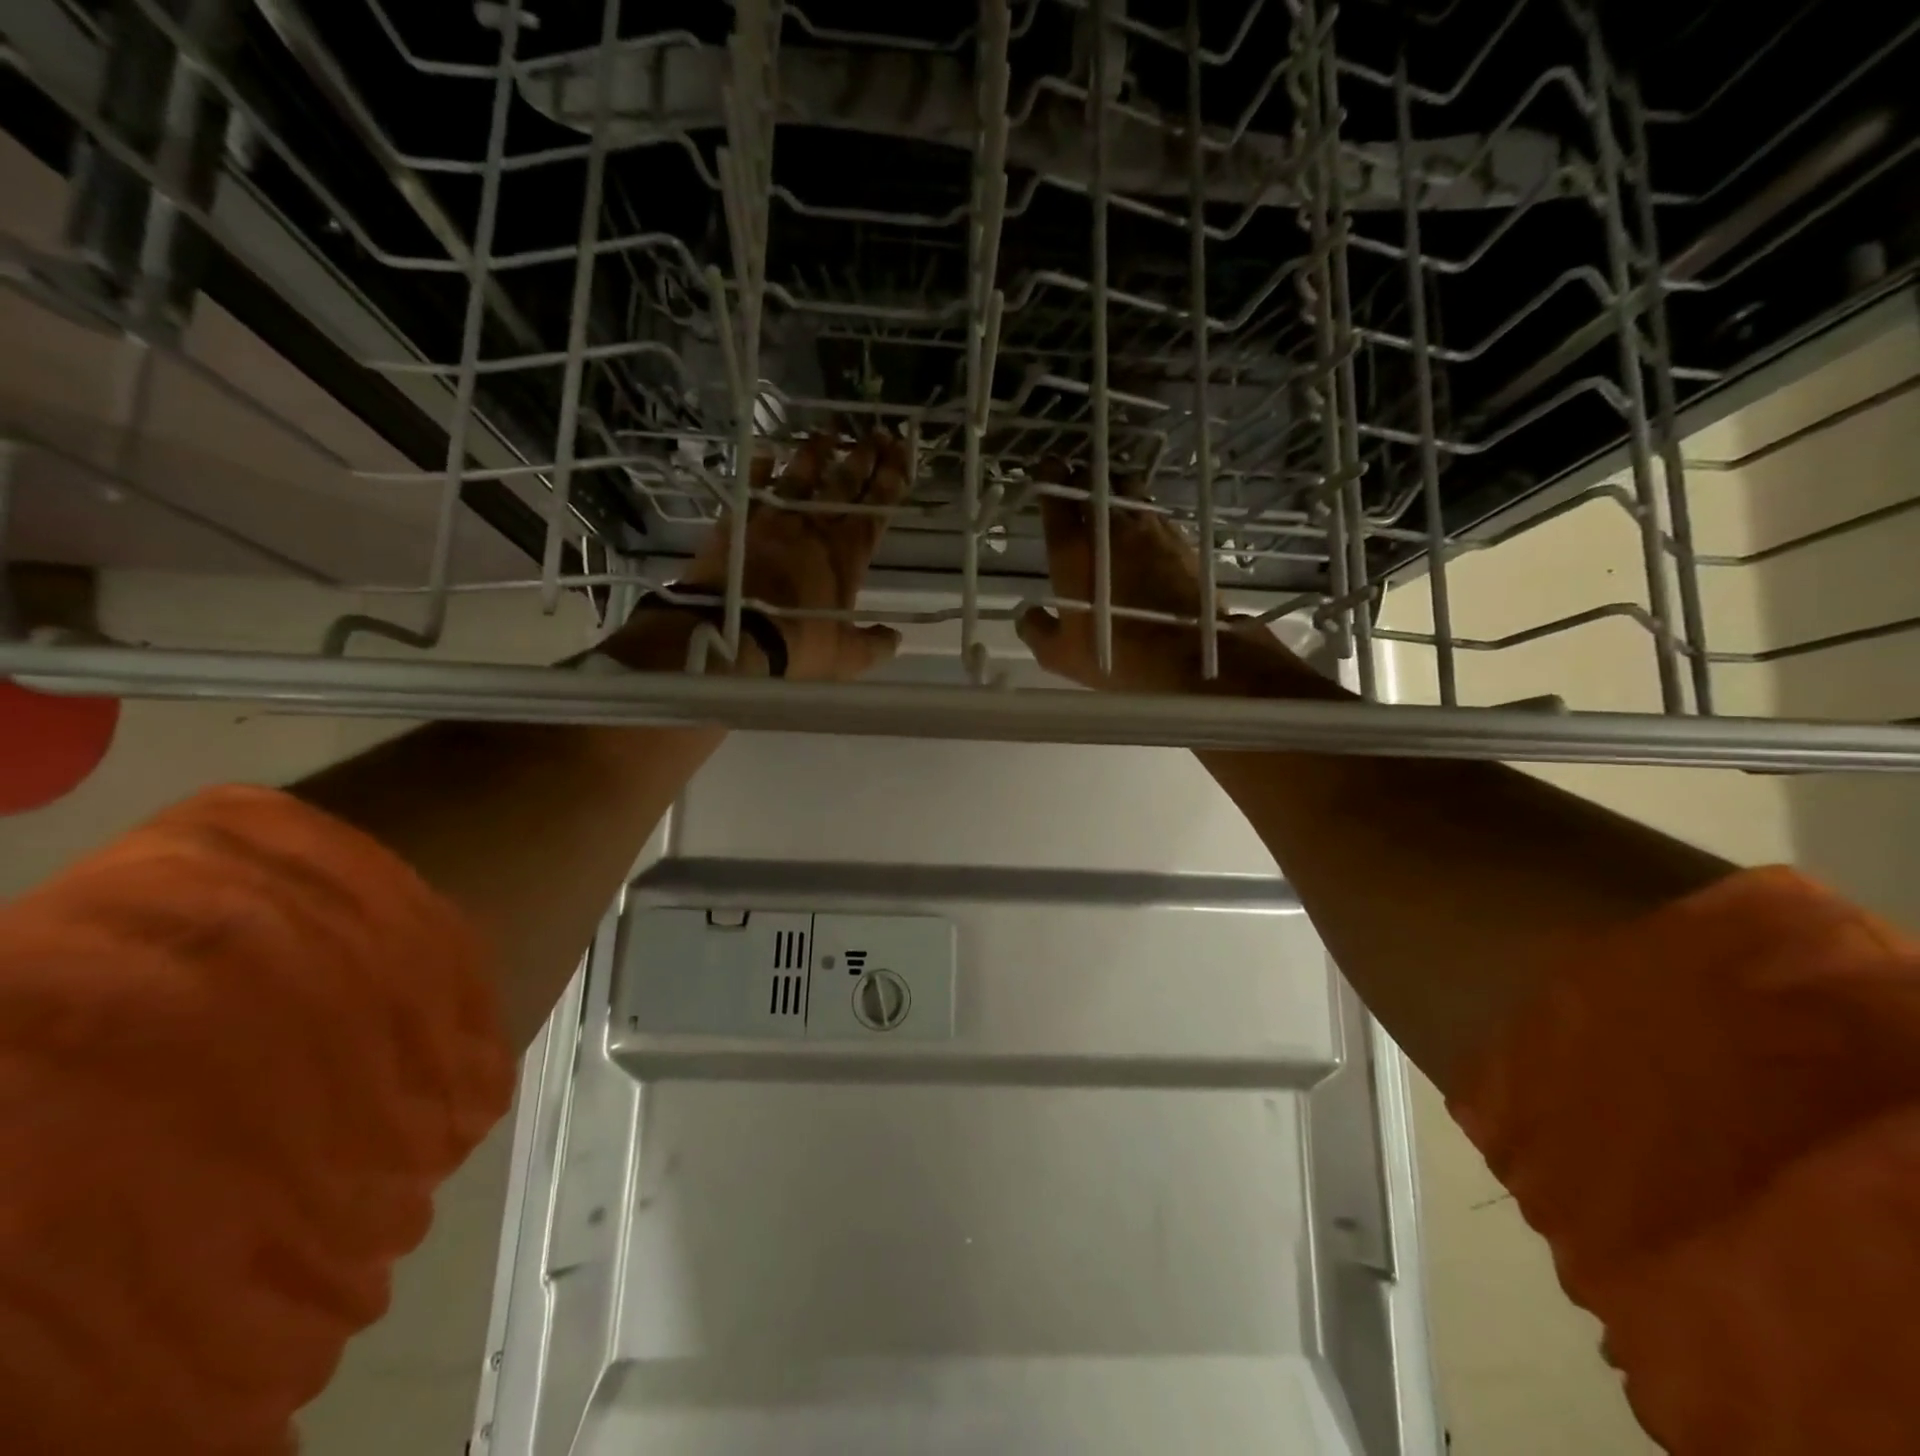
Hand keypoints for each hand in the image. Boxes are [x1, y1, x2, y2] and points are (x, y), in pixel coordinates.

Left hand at [607, 429, 908, 680]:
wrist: (730, 636)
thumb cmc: (796, 645)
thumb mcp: (845, 657)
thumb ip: (874, 645)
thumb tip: (896, 638)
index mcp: (847, 556)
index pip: (876, 510)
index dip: (891, 482)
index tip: (902, 455)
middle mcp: (814, 528)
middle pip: (844, 484)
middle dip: (865, 457)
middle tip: (879, 432)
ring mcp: (774, 520)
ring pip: (801, 476)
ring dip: (817, 452)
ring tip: (829, 433)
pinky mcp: (738, 522)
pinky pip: (753, 487)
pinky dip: (760, 468)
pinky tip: (767, 452)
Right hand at [1014, 459, 1330, 696]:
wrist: (1187, 657)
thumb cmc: (1114, 655)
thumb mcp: (1059, 655)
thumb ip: (1036, 629)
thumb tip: (1027, 614)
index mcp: (1072, 550)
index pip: (1055, 498)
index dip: (1048, 478)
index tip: (1045, 471)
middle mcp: (1110, 528)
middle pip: (1092, 483)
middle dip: (1080, 480)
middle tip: (1074, 487)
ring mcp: (1149, 529)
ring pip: (1128, 489)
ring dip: (1114, 490)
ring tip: (1110, 502)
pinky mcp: (1179, 539)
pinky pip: (1154, 513)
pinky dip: (1143, 513)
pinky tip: (1142, 530)